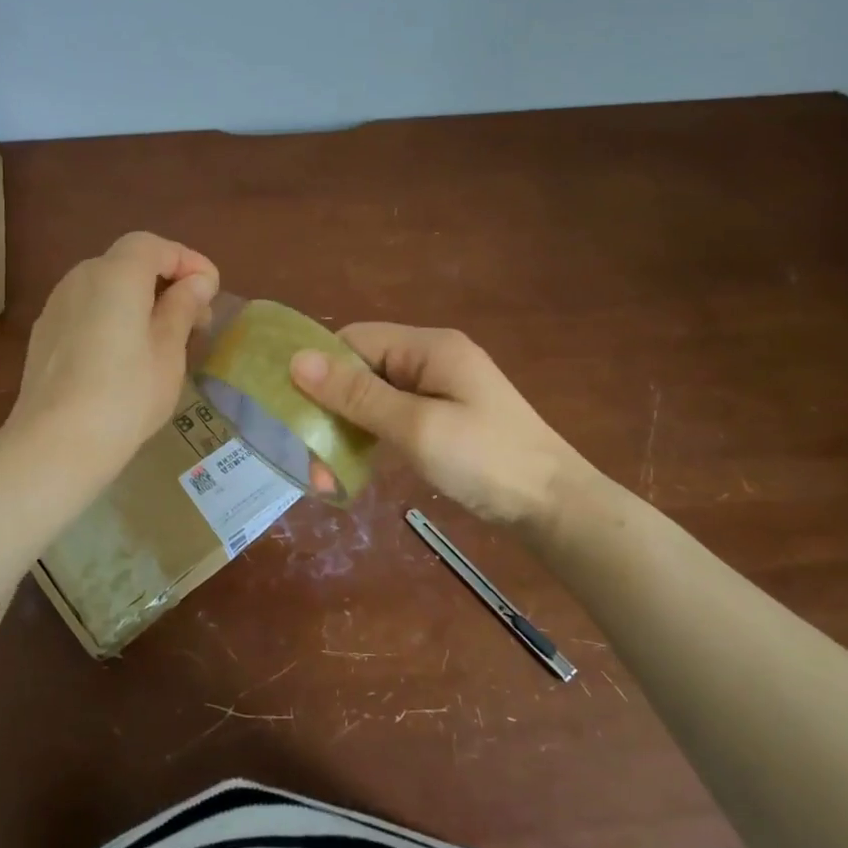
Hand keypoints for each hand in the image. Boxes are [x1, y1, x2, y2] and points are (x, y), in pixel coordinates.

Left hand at [7, 232, 218, 469]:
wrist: (55, 444)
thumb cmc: (125, 396)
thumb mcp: (168, 351)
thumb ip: (182, 307)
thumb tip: (197, 282)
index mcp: (115, 275)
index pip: (154, 246)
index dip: (188, 261)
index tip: (212, 290)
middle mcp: (81, 278)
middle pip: (129, 262)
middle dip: (167, 281)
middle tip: (196, 318)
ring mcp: (57, 305)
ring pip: (107, 286)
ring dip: (140, 299)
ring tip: (166, 338)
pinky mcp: (45, 333)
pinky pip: (88, 308)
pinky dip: (114, 316)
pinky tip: (128, 353)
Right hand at [290, 323, 599, 525]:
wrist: (555, 507)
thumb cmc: (486, 460)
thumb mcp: (415, 427)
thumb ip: (357, 395)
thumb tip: (298, 360)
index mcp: (428, 348)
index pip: (356, 340)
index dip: (321, 368)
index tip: (292, 408)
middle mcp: (430, 361)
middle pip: (362, 371)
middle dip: (331, 410)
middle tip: (309, 458)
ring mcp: (438, 392)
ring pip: (373, 400)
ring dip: (347, 432)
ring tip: (325, 476)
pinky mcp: (442, 421)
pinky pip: (392, 419)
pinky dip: (370, 440)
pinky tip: (353, 470)